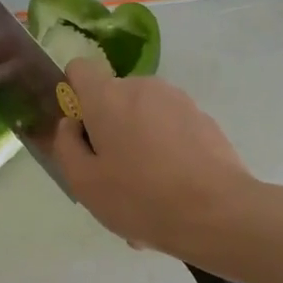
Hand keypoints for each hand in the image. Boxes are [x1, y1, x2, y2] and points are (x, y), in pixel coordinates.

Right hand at [52, 58, 255, 258]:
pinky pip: (172, 132)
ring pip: (145, 119)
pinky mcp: (204, 120)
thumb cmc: (139, 197)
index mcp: (108, 96)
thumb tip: (71, 124)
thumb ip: (66, 145)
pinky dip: (167, 154)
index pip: (80, 69)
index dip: (74, 95)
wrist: (217, 212)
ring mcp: (179, 101)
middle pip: (114, 99)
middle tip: (113, 177)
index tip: (81, 132)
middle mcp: (144, 87)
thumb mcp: (84, 182)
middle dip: (109, 130)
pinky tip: (173, 194)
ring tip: (146, 194)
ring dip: (139, 146)